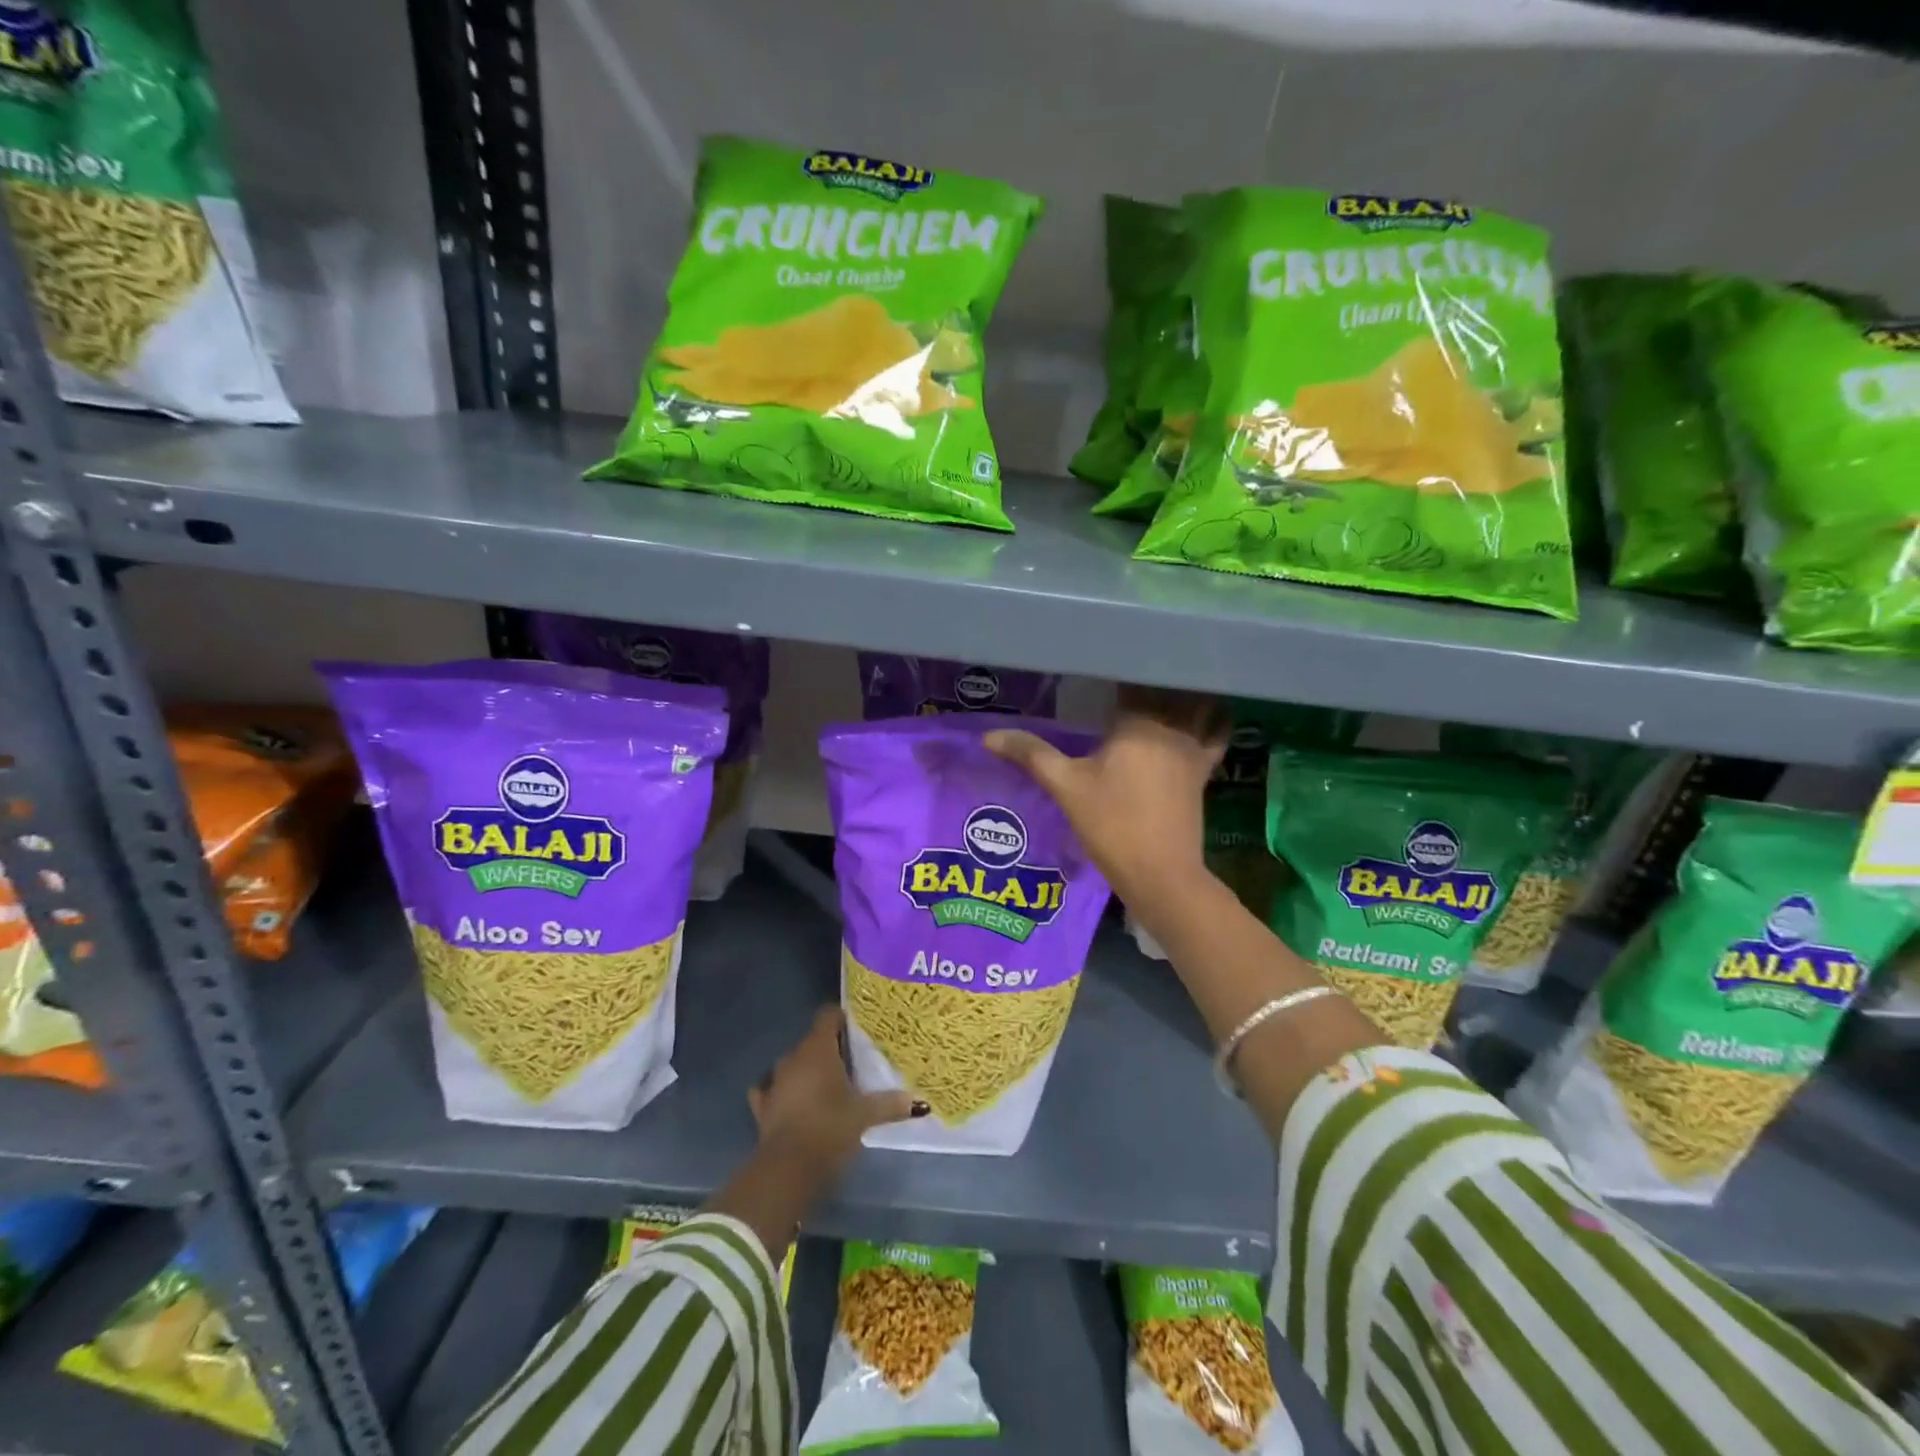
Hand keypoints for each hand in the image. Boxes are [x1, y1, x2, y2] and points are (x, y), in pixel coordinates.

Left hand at [749, 1008, 926, 1175]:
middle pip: (812, 1040)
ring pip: (793, 1063)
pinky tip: (792, 1100)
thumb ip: (890, 1104)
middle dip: (829, 1047)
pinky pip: (772, 1089)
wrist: (787, 1169)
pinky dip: (783, 1091)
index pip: (828, 1015)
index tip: (858, 1029)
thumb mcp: (865, 1116)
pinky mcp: (762, 1106)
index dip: (842, 1018)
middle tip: (852, 1062)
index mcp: (818, 1049)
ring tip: (827, 1084)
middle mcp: (793, 1057)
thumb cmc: (829, 1128)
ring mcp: (774, 1081)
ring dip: (807, 1069)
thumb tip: (918, 1101)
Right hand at [985, 686, 1226, 908]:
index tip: (1099, 661)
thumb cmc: (1111, 825)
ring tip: (1159, 685)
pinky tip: (1202, 713)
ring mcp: (1194, 747)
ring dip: (1180, 691)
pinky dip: (1212, 718)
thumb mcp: (1065, 787)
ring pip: (1195, 704)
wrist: (1160, 873)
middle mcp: (1172, 725)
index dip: (1117, 668)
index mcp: (1138, 722)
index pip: (1131, 679)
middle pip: (1166, 687)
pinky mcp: (1204, 769)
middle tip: (1123, 673)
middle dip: (1147, 677)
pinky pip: (1215, 733)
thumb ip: (1031, 754)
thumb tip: (988, 736)